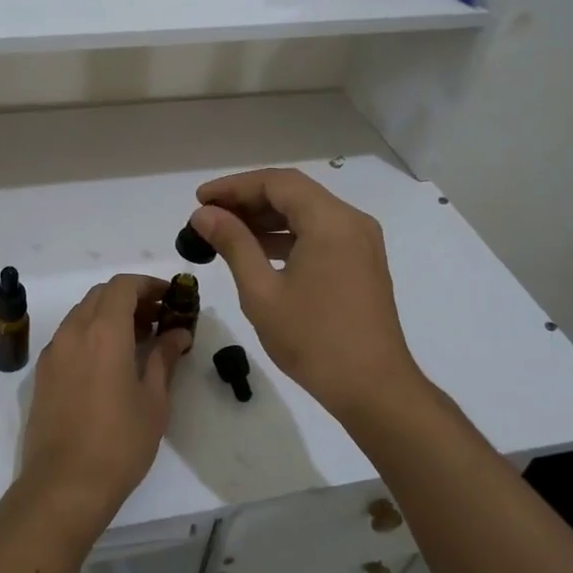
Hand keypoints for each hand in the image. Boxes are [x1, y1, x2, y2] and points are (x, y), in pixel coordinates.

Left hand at [19, 275, 190, 535]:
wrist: (64, 485)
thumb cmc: (119, 442)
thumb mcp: (154, 400)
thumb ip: (165, 358)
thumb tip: (178, 333)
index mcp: (103, 331)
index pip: (123, 286)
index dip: (148, 285)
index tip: (170, 298)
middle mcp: (73, 332)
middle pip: (101, 295)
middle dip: (131, 298)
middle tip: (158, 320)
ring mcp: (53, 352)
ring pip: (82, 314)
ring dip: (109, 315)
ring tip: (138, 341)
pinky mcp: (43, 373)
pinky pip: (69, 337)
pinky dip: (91, 334)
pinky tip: (110, 362)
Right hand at [189, 169, 423, 422]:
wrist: (373, 389)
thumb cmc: (313, 340)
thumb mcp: (262, 292)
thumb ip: (233, 244)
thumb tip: (204, 214)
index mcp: (330, 222)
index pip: (277, 183)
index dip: (234, 186)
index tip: (200, 199)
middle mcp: (351, 222)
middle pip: (293, 193)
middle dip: (248, 200)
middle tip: (208, 215)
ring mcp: (361, 242)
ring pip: (306, 213)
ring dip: (266, 218)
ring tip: (225, 232)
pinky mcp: (361, 262)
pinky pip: (319, 233)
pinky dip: (287, 236)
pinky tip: (257, 251)